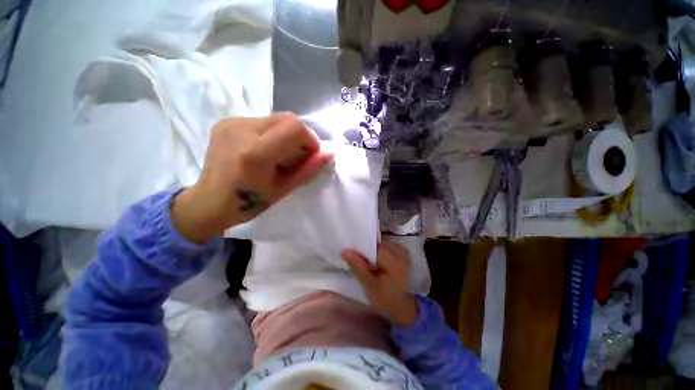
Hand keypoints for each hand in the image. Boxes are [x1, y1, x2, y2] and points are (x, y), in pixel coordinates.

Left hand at [172, 113, 333, 242]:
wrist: (209, 201)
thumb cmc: (249, 203)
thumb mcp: (284, 189)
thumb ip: (308, 169)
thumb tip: (330, 153)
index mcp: (255, 153)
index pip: (295, 128)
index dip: (310, 140)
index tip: (311, 155)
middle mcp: (241, 130)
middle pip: (287, 118)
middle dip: (300, 136)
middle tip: (298, 155)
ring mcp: (231, 123)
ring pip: (276, 118)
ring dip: (286, 134)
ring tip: (280, 154)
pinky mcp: (226, 121)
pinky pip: (262, 120)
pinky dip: (272, 133)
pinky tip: (265, 149)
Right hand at [342, 240, 417, 326]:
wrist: (400, 304)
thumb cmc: (384, 298)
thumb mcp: (369, 285)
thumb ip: (358, 267)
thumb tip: (345, 251)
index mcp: (395, 263)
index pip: (376, 247)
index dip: (363, 247)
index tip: (352, 251)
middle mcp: (402, 254)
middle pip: (379, 244)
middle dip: (367, 248)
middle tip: (356, 255)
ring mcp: (403, 251)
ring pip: (382, 243)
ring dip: (373, 248)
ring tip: (364, 258)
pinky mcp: (402, 251)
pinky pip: (387, 245)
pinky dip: (378, 249)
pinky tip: (374, 258)